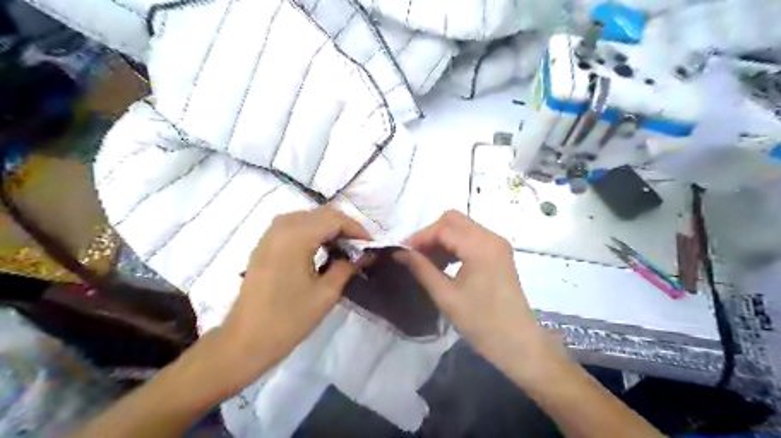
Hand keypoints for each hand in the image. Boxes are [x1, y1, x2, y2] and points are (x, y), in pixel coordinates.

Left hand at [212, 207, 371, 390]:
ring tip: (344, 246)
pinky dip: (312, 230)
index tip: (371, 245)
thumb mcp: (326, 294)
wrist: (245, 341)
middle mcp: (281, 227)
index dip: (357, 229)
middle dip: (344, 226)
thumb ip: (347, 267)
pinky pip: (293, 225)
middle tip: (360, 246)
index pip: (334, 219)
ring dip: (328, 227)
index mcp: (296, 237)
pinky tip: (321, 248)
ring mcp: (269, 234)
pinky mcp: (264, 244)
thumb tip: (365, 254)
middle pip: (321, 213)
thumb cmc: (288, 319)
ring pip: (307, 216)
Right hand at [394, 212, 551, 371]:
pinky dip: (454, 245)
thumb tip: (399, 252)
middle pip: (453, 220)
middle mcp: (491, 237)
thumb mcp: (446, 296)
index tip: (402, 251)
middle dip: (430, 234)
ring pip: (462, 227)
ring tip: (426, 262)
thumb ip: (421, 268)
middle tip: (415, 255)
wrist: (518, 343)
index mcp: (480, 246)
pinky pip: (471, 238)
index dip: (419, 237)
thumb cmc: (481, 322)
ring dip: (442, 240)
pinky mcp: (498, 253)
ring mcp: (497, 244)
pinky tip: (443, 263)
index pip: (443, 228)